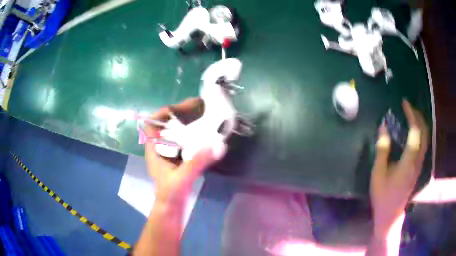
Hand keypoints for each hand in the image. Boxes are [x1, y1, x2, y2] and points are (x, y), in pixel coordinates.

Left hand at [144, 98, 215, 203]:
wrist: (172, 208)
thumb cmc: (171, 194)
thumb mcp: (182, 178)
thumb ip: (197, 162)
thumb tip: (217, 145)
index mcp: (154, 149)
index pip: (152, 123)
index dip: (164, 113)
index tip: (182, 108)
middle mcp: (159, 148)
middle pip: (166, 124)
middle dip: (181, 114)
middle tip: (200, 108)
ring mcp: (168, 153)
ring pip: (175, 132)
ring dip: (188, 123)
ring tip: (205, 116)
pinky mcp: (177, 158)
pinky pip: (183, 141)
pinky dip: (193, 134)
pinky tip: (205, 134)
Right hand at [370, 100, 428, 234]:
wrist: (391, 214)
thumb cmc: (382, 195)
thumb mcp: (378, 174)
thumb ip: (382, 149)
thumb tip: (383, 126)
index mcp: (408, 163)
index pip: (415, 133)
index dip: (411, 115)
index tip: (404, 103)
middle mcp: (417, 161)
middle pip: (424, 133)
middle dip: (418, 116)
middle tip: (408, 106)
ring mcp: (420, 164)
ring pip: (426, 138)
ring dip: (420, 123)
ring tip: (411, 114)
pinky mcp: (419, 167)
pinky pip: (424, 144)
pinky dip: (420, 132)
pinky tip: (414, 130)